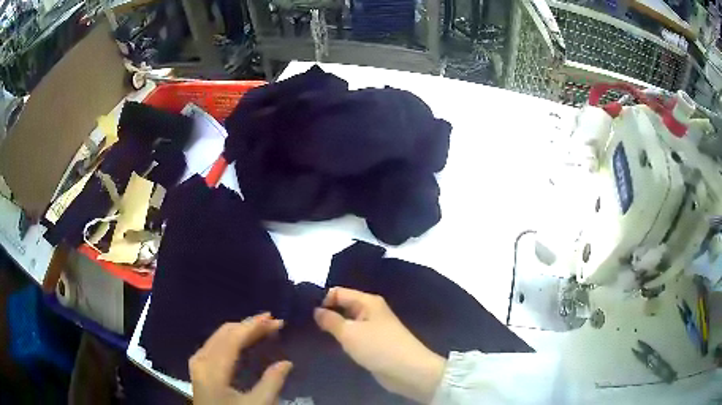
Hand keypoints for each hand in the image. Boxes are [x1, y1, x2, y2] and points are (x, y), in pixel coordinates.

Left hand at [189, 313, 292, 404]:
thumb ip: (272, 383)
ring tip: (262, 328)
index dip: (253, 326)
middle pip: (224, 333)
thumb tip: (287, 363)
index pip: (232, 338)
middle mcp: (201, 360)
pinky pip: (215, 343)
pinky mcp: (199, 367)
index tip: (274, 319)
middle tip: (273, 323)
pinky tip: (244, 340)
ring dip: (241, 330)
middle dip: (249, 325)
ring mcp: (197, 363)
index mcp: (213, 370)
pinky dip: (231, 338)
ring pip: (219, 336)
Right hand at [314, 287, 445, 403]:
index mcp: (368, 301)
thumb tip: (316, 310)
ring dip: (334, 328)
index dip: (321, 300)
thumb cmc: (378, 347)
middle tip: (304, 324)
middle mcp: (371, 311)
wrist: (408, 371)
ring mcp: (373, 328)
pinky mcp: (374, 343)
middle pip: (343, 306)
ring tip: (311, 333)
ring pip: (348, 323)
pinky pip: (354, 336)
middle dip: (326, 314)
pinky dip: (343, 339)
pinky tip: (329, 344)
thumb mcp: (349, 333)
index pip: (338, 292)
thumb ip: (330, 320)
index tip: (303, 312)